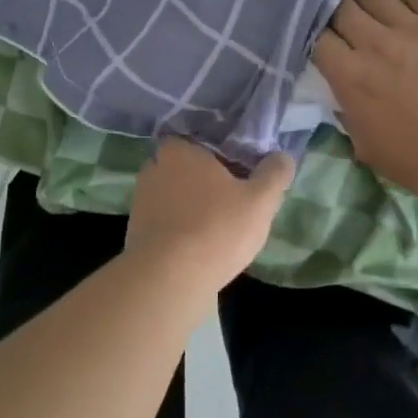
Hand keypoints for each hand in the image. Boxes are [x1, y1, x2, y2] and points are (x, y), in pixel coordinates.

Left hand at [125, 138, 293, 287]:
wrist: (168, 279)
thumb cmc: (216, 228)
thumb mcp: (260, 200)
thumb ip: (274, 174)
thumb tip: (283, 156)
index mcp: (180, 151)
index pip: (192, 139)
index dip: (211, 151)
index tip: (231, 165)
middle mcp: (154, 169)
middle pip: (179, 166)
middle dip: (198, 178)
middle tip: (225, 194)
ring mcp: (140, 202)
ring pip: (169, 194)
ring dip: (186, 204)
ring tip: (213, 222)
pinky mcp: (135, 233)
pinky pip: (161, 221)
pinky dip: (175, 228)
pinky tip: (195, 245)